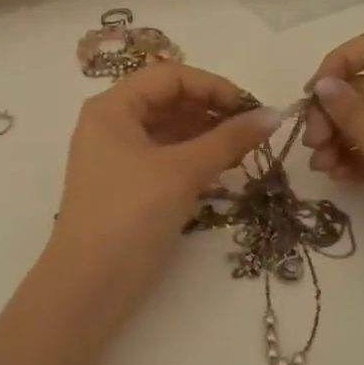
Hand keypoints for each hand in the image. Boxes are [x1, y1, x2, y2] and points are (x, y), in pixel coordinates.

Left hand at [48, 63, 282, 327]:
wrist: (89, 286)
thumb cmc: (130, 216)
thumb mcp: (182, 172)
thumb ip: (229, 139)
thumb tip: (274, 114)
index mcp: (112, 108)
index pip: (170, 77)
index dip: (213, 86)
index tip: (251, 108)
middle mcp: (111, 125)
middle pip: (169, 100)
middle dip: (213, 111)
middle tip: (254, 131)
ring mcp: (117, 157)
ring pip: (170, 131)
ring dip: (208, 135)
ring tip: (245, 151)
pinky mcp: (128, 186)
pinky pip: (166, 157)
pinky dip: (195, 158)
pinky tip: (224, 169)